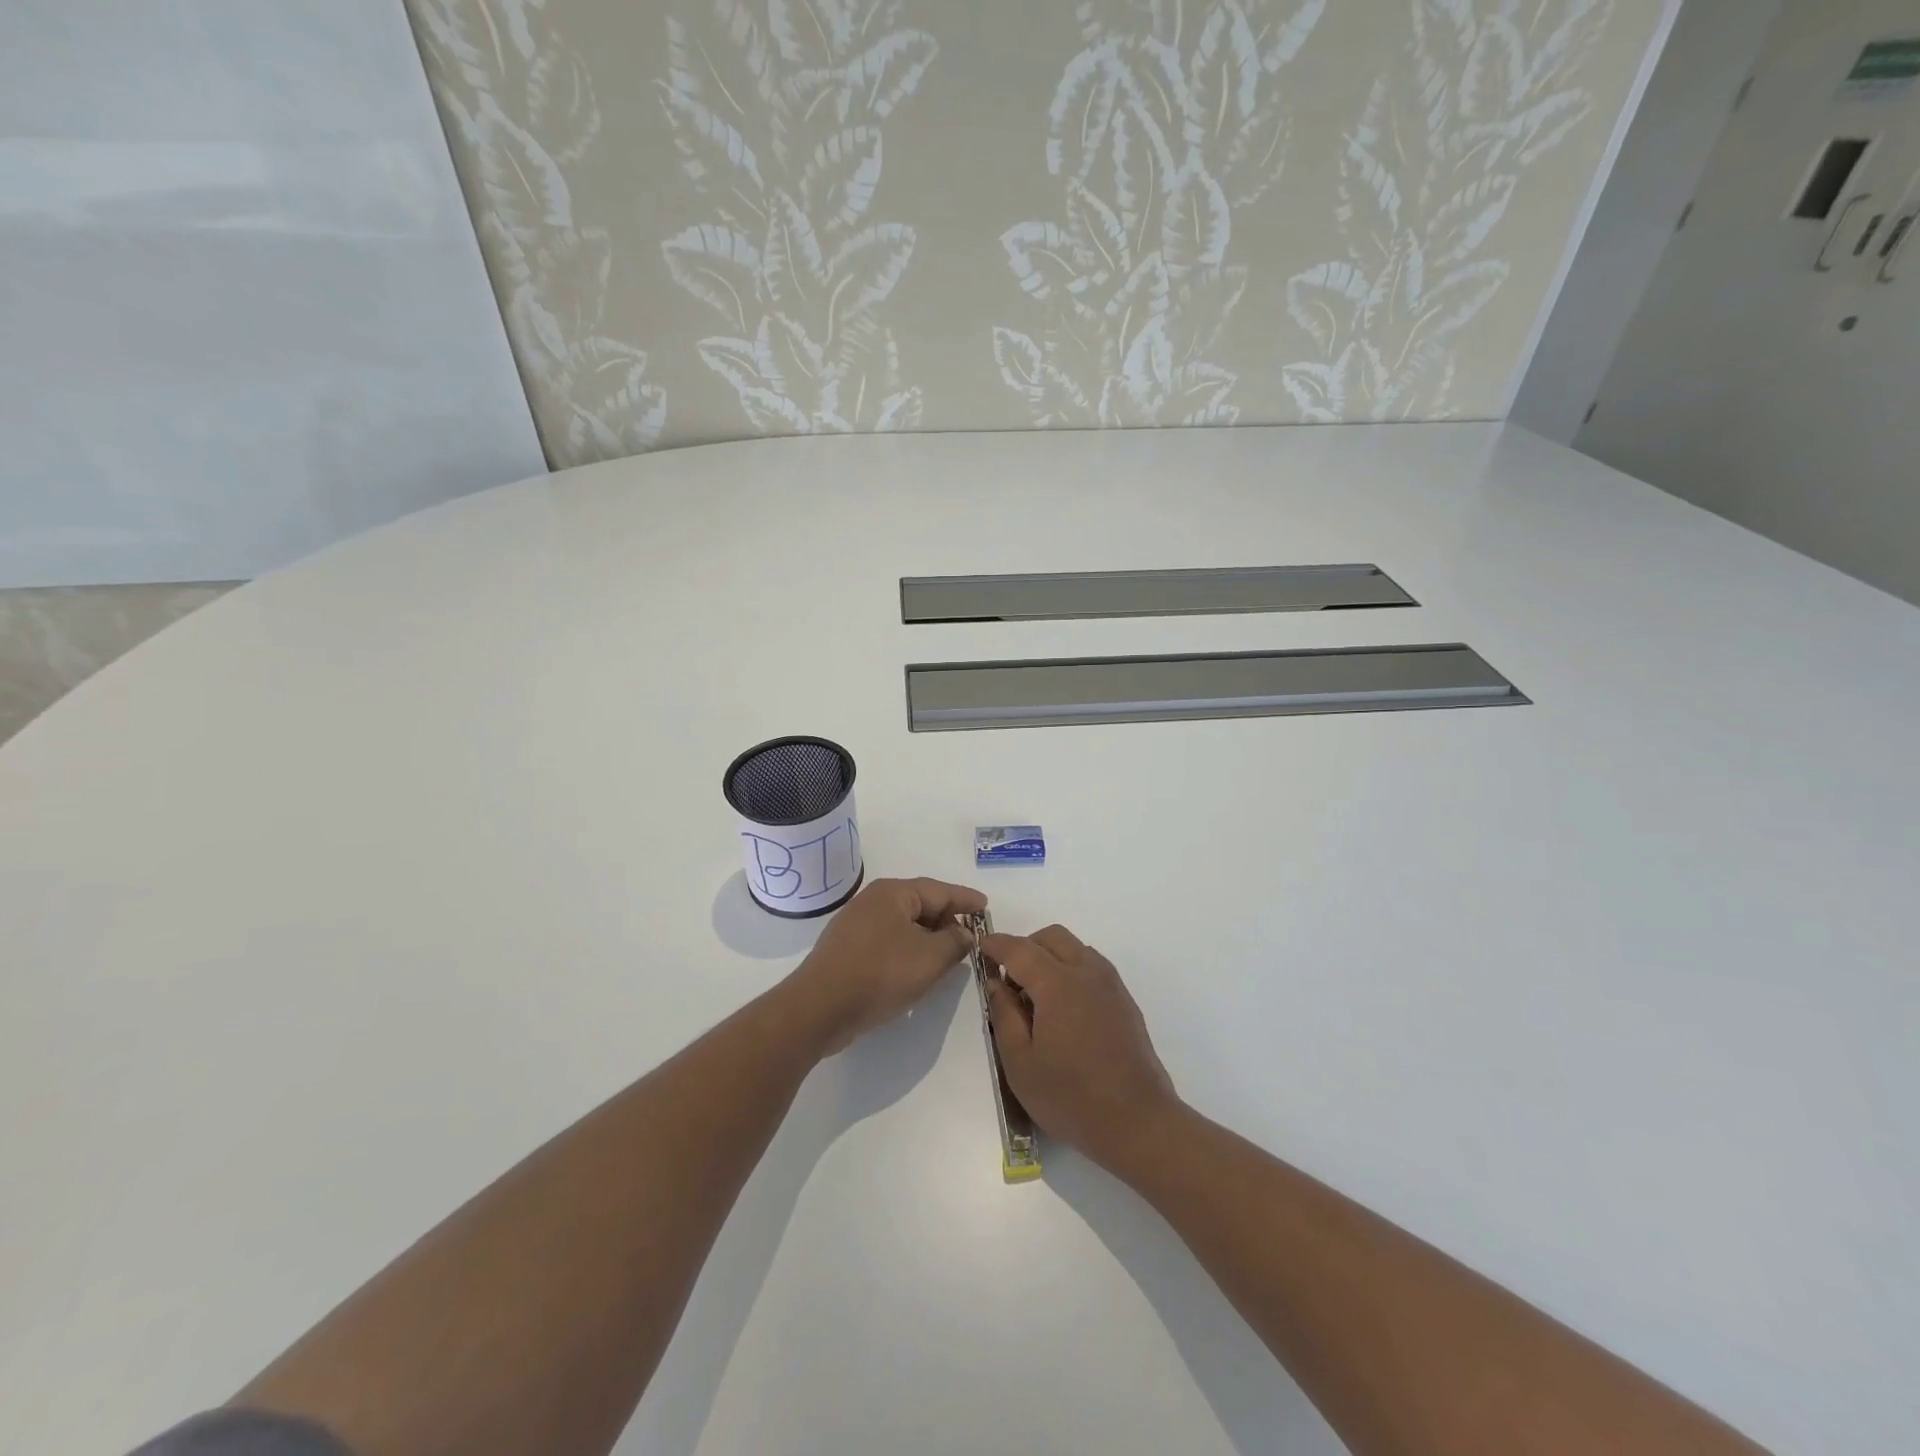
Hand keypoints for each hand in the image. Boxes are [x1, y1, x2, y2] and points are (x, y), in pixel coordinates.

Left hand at [791, 877, 987, 1053]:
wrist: (820, 1008)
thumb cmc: (880, 973)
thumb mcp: (930, 958)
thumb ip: (955, 942)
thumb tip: (964, 933)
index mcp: (893, 893)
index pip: (939, 890)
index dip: (965, 900)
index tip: (986, 906)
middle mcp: (872, 901)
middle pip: (920, 905)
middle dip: (947, 920)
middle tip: (970, 937)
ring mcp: (856, 926)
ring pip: (903, 926)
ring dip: (927, 939)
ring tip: (948, 956)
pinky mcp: (847, 950)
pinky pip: (888, 942)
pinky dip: (908, 951)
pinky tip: (917, 970)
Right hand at [983, 925, 1181, 1172]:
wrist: (1138, 1123)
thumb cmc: (1071, 1097)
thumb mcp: (1020, 1063)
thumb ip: (1004, 1015)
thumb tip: (996, 983)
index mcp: (1058, 983)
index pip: (1020, 949)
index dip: (996, 944)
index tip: (981, 946)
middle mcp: (1087, 972)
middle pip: (1052, 937)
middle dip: (1026, 945)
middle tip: (1009, 977)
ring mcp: (1111, 985)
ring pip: (1076, 948)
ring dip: (1051, 956)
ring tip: (1036, 995)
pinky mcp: (1125, 1001)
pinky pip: (1092, 967)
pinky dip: (1071, 969)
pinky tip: (1064, 1008)